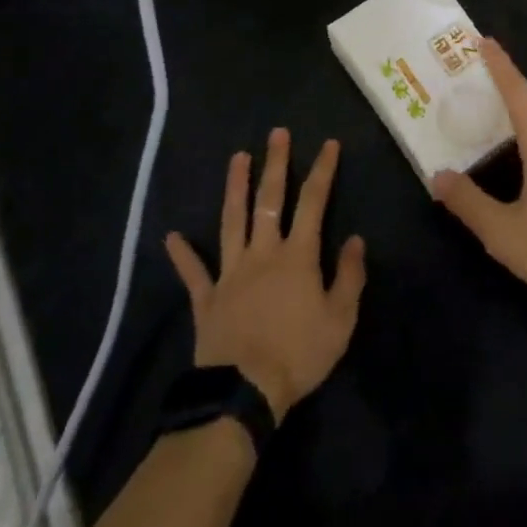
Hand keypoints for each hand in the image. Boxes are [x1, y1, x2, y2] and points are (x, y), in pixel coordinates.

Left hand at [164, 129, 366, 423]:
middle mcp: (263, 252)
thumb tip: (356, 240)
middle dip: (276, 164)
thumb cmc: (298, 354)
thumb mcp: (340, 320)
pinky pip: (194, 273)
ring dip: (235, 188)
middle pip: (270, 200)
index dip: (323, 170)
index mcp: (297, 255)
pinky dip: (182, 255)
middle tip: (276, 134)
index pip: (314, 202)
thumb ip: (349, 276)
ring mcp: (231, 272)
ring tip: (237, 158)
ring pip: (232, 221)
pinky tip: (171, 236)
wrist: (244, 393)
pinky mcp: (207, 298)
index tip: (329, 143)